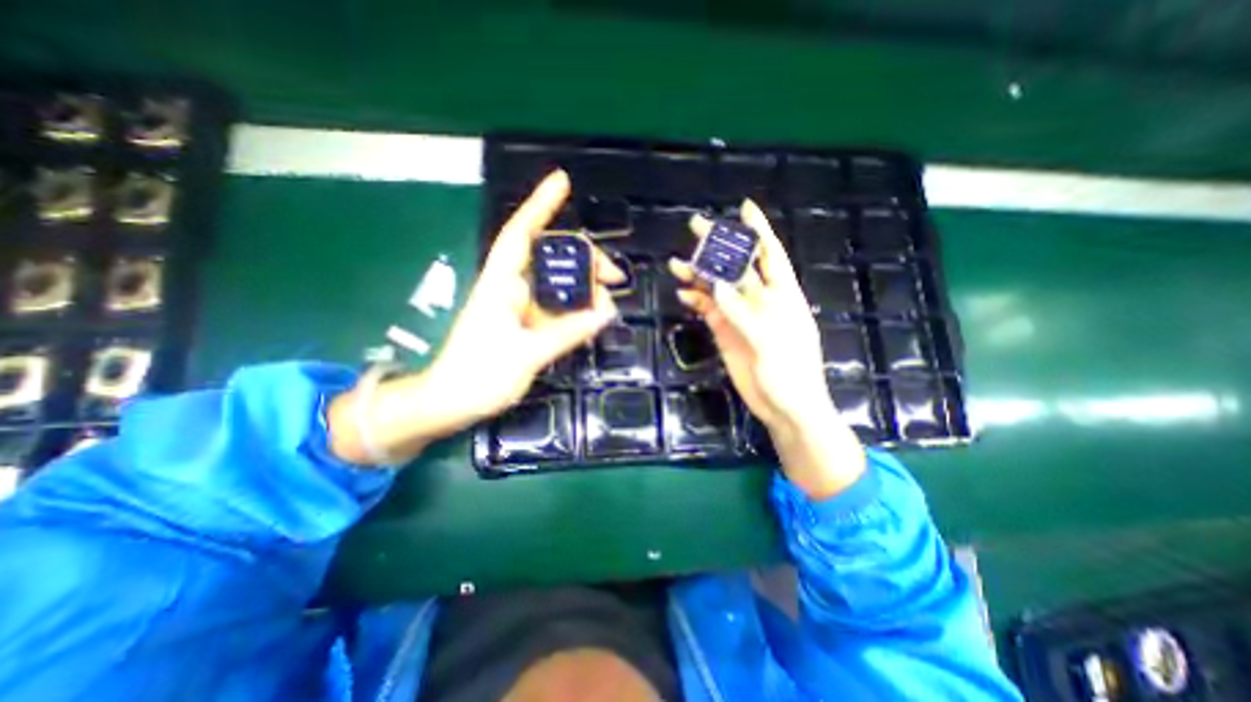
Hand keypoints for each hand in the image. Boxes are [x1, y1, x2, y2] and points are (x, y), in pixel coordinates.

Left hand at [428, 171, 621, 426]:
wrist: (450, 403)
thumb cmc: (478, 376)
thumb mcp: (527, 353)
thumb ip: (567, 331)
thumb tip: (606, 311)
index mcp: (501, 284)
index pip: (522, 234)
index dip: (541, 205)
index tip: (563, 182)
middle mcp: (511, 287)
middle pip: (550, 258)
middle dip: (584, 260)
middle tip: (614, 278)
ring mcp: (519, 306)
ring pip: (557, 284)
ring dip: (584, 287)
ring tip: (608, 301)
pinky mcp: (525, 324)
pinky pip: (557, 307)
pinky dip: (577, 308)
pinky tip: (593, 316)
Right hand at [670, 199, 866, 497]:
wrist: (784, 407)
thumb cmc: (791, 374)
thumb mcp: (770, 341)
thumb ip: (743, 312)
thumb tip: (716, 285)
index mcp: (782, 295)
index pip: (770, 255)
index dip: (759, 231)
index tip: (744, 208)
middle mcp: (759, 300)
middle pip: (736, 266)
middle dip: (718, 246)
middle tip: (696, 226)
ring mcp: (740, 315)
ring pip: (717, 287)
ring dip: (699, 275)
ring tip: (677, 264)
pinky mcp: (725, 332)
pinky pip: (709, 310)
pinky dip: (696, 300)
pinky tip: (684, 294)